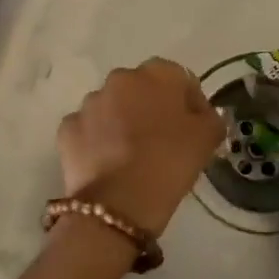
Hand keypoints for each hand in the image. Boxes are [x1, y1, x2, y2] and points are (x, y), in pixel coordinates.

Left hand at [57, 59, 223, 237]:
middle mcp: (119, 79)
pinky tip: (108, 165)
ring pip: (112, 108)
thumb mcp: (207, 138)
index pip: (179, 78)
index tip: (195, 128)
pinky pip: (89, 130)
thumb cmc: (169, 163)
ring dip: (122, 123)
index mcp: (156, 74)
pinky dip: (97, 141)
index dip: (190, 102)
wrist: (118, 204)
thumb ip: (210, 117)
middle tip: (164, 141)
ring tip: (133, 156)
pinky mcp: (68, 128)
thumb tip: (202, 114)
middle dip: (152, 108)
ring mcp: (89, 103)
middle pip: (142, 89)